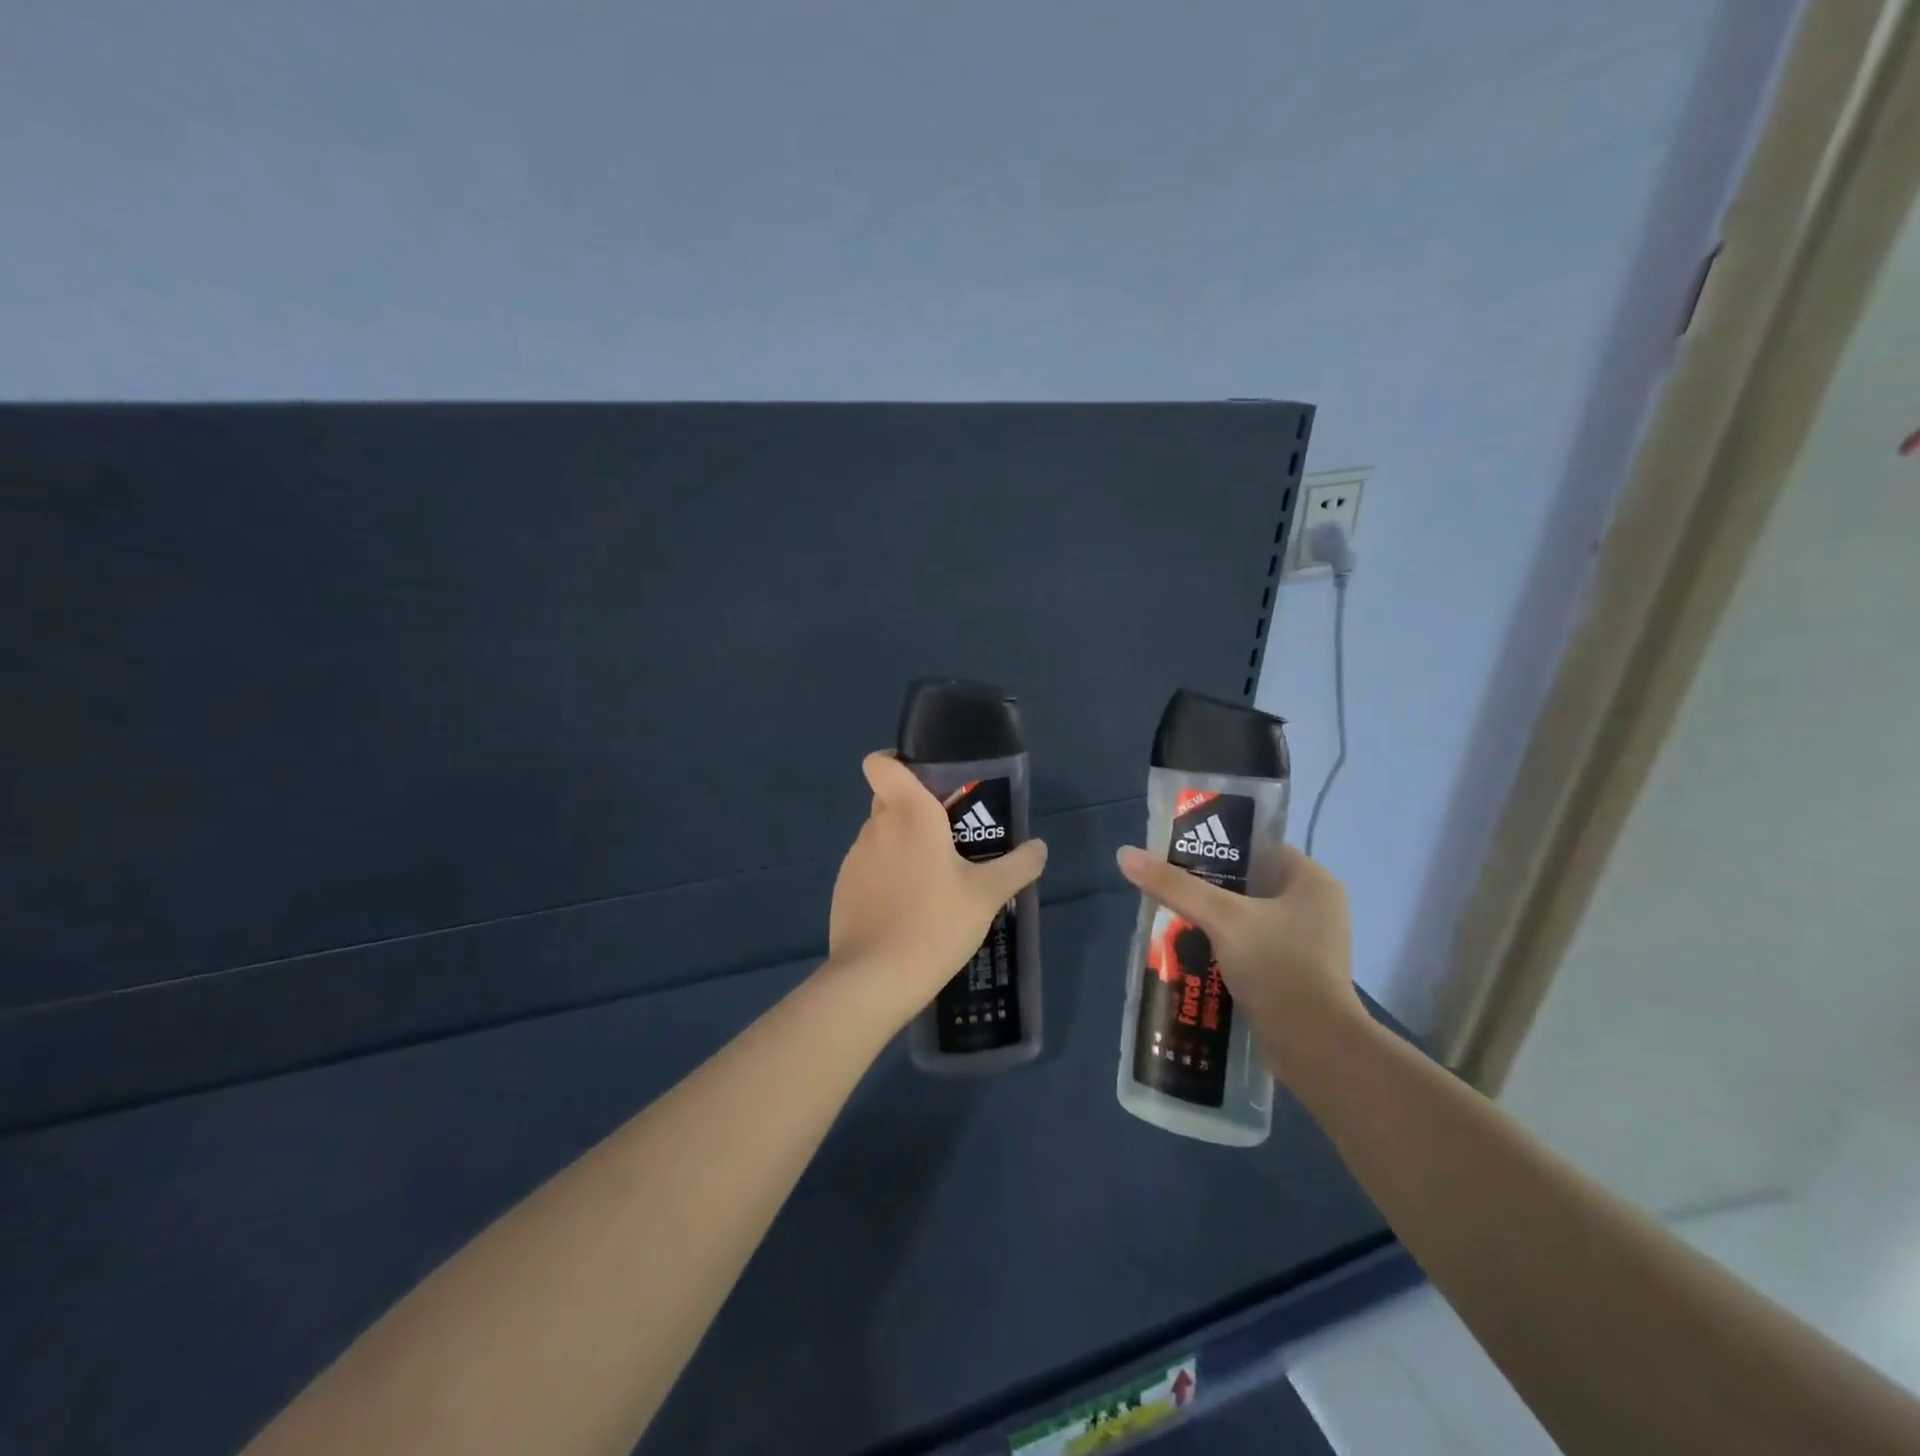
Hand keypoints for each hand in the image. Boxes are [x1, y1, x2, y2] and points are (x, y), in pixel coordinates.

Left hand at [825, 752, 1047, 1029]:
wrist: (876, 979)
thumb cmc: (936, 922)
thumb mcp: (988, 895)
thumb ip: (1018, 865)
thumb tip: (1040, 847)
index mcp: (909, 814)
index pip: (881, 763)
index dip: (895, 761)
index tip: (924, 780)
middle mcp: (876, 827)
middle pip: (888, 799)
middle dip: (914, 808)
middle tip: (950, 835)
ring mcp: (854, 859)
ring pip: (880, 836)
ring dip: (902, 846)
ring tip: (934, 879)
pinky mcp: (843, 890)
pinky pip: (869, 867)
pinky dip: (887, 876)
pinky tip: (909, 908)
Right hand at [1115, 841, 1361, 1078]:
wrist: (1314, 1048)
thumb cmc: (1277, 967)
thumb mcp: (1222, 918)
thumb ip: (1175, 886)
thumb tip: (1125, 854)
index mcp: (1312, 881)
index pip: (1260, 847)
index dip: (1219, 846)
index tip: (1179, 853)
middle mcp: (1316, 907)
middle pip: (1251, 882)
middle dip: (1210, 886)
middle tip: (1170, 886)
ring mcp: (1309, 943)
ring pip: (1250, 917)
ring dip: (1215, 918)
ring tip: (1173, 916)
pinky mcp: (1296, 974)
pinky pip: (1254, 946)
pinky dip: (1226, 945)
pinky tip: (1194, 950)